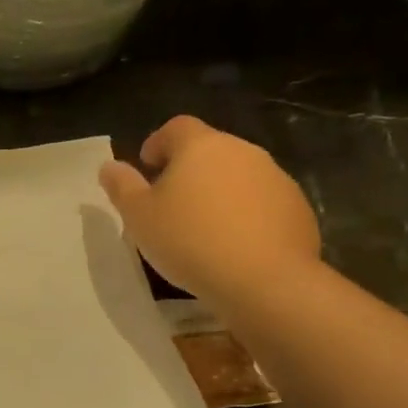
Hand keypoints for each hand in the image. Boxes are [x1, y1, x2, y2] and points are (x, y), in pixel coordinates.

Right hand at [98, 115, 320, 304]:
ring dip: (217, 190)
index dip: (158, 143)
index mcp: (201, 147)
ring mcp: (275, 178)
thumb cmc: (188, 240)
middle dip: (187, 168)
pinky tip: (232, 243)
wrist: (265, 280)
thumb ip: (121, 186)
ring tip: (201, 226)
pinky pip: (261, 200)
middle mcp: (242, 152)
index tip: (147, 167)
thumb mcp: (138, 216)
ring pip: (237, 174)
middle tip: (169, 201)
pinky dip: (244, 212)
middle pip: (209, 149)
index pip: (176, 127)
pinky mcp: (297, 207)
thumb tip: (110, 166)